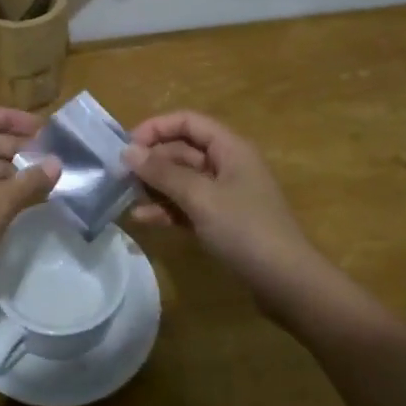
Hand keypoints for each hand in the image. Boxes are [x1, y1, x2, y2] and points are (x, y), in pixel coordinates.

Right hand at [124, 111, 329, 318]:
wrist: (287, 283)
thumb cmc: (245, 230)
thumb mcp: (200, 197)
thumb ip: (163, 172)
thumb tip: (128, 151)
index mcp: (230, 148)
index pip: (187, 122)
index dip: (156, 128)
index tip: (126, 146)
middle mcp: (228, 165)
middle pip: (182, 150)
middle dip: (151, 160)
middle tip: (119, 176)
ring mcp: (225, 195)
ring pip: (182, 180)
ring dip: (155, 186)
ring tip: (126, 197)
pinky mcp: (222, 221)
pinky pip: (188, 205)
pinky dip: (167, 209)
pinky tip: (143, 219)